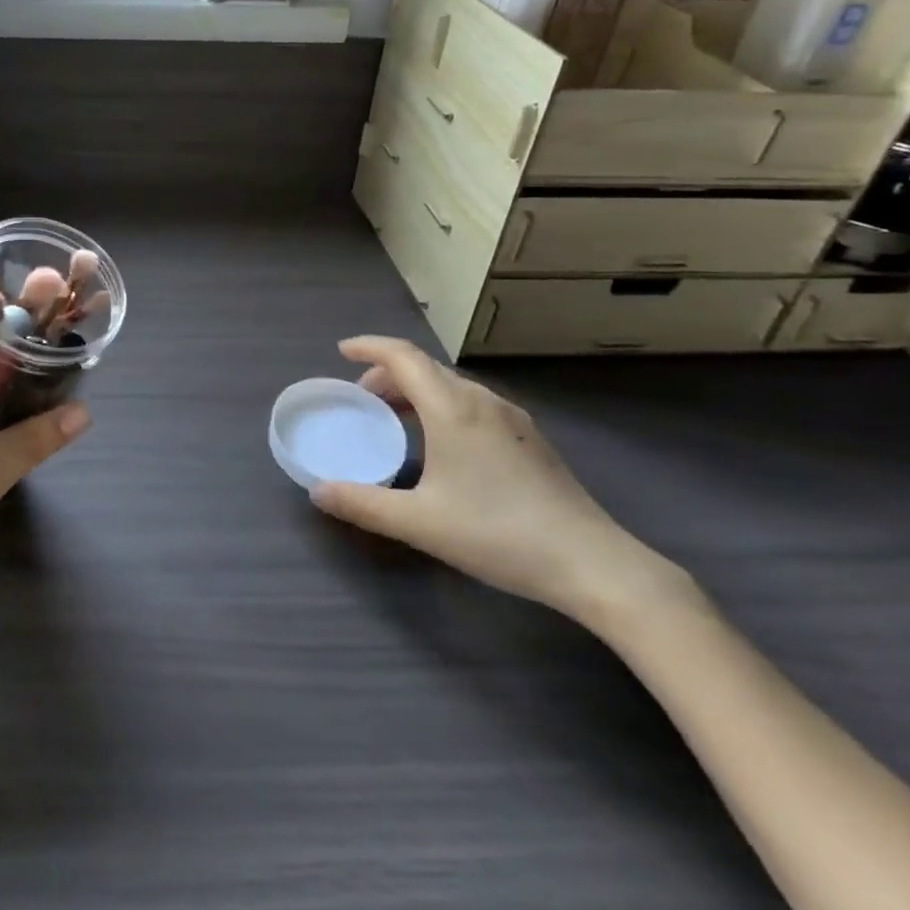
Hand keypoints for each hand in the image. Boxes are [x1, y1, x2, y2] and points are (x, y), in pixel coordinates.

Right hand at [310, 337, 680, 621]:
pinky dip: (442, 405)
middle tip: (362, 398)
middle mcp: (482, 401)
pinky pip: (472, 404)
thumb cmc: (498, 533)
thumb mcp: (420, 523)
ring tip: (396, 418)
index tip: (341, 350)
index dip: (369, 346)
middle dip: (387, 373)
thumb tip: (318, 491)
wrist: (592, 562)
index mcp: (452, 408)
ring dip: (416, 390)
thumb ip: (363, 504)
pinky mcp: (529, 439)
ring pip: (452, 385)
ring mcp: (512, 418)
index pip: (403, 356)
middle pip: (426, 367)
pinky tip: (442, 443)